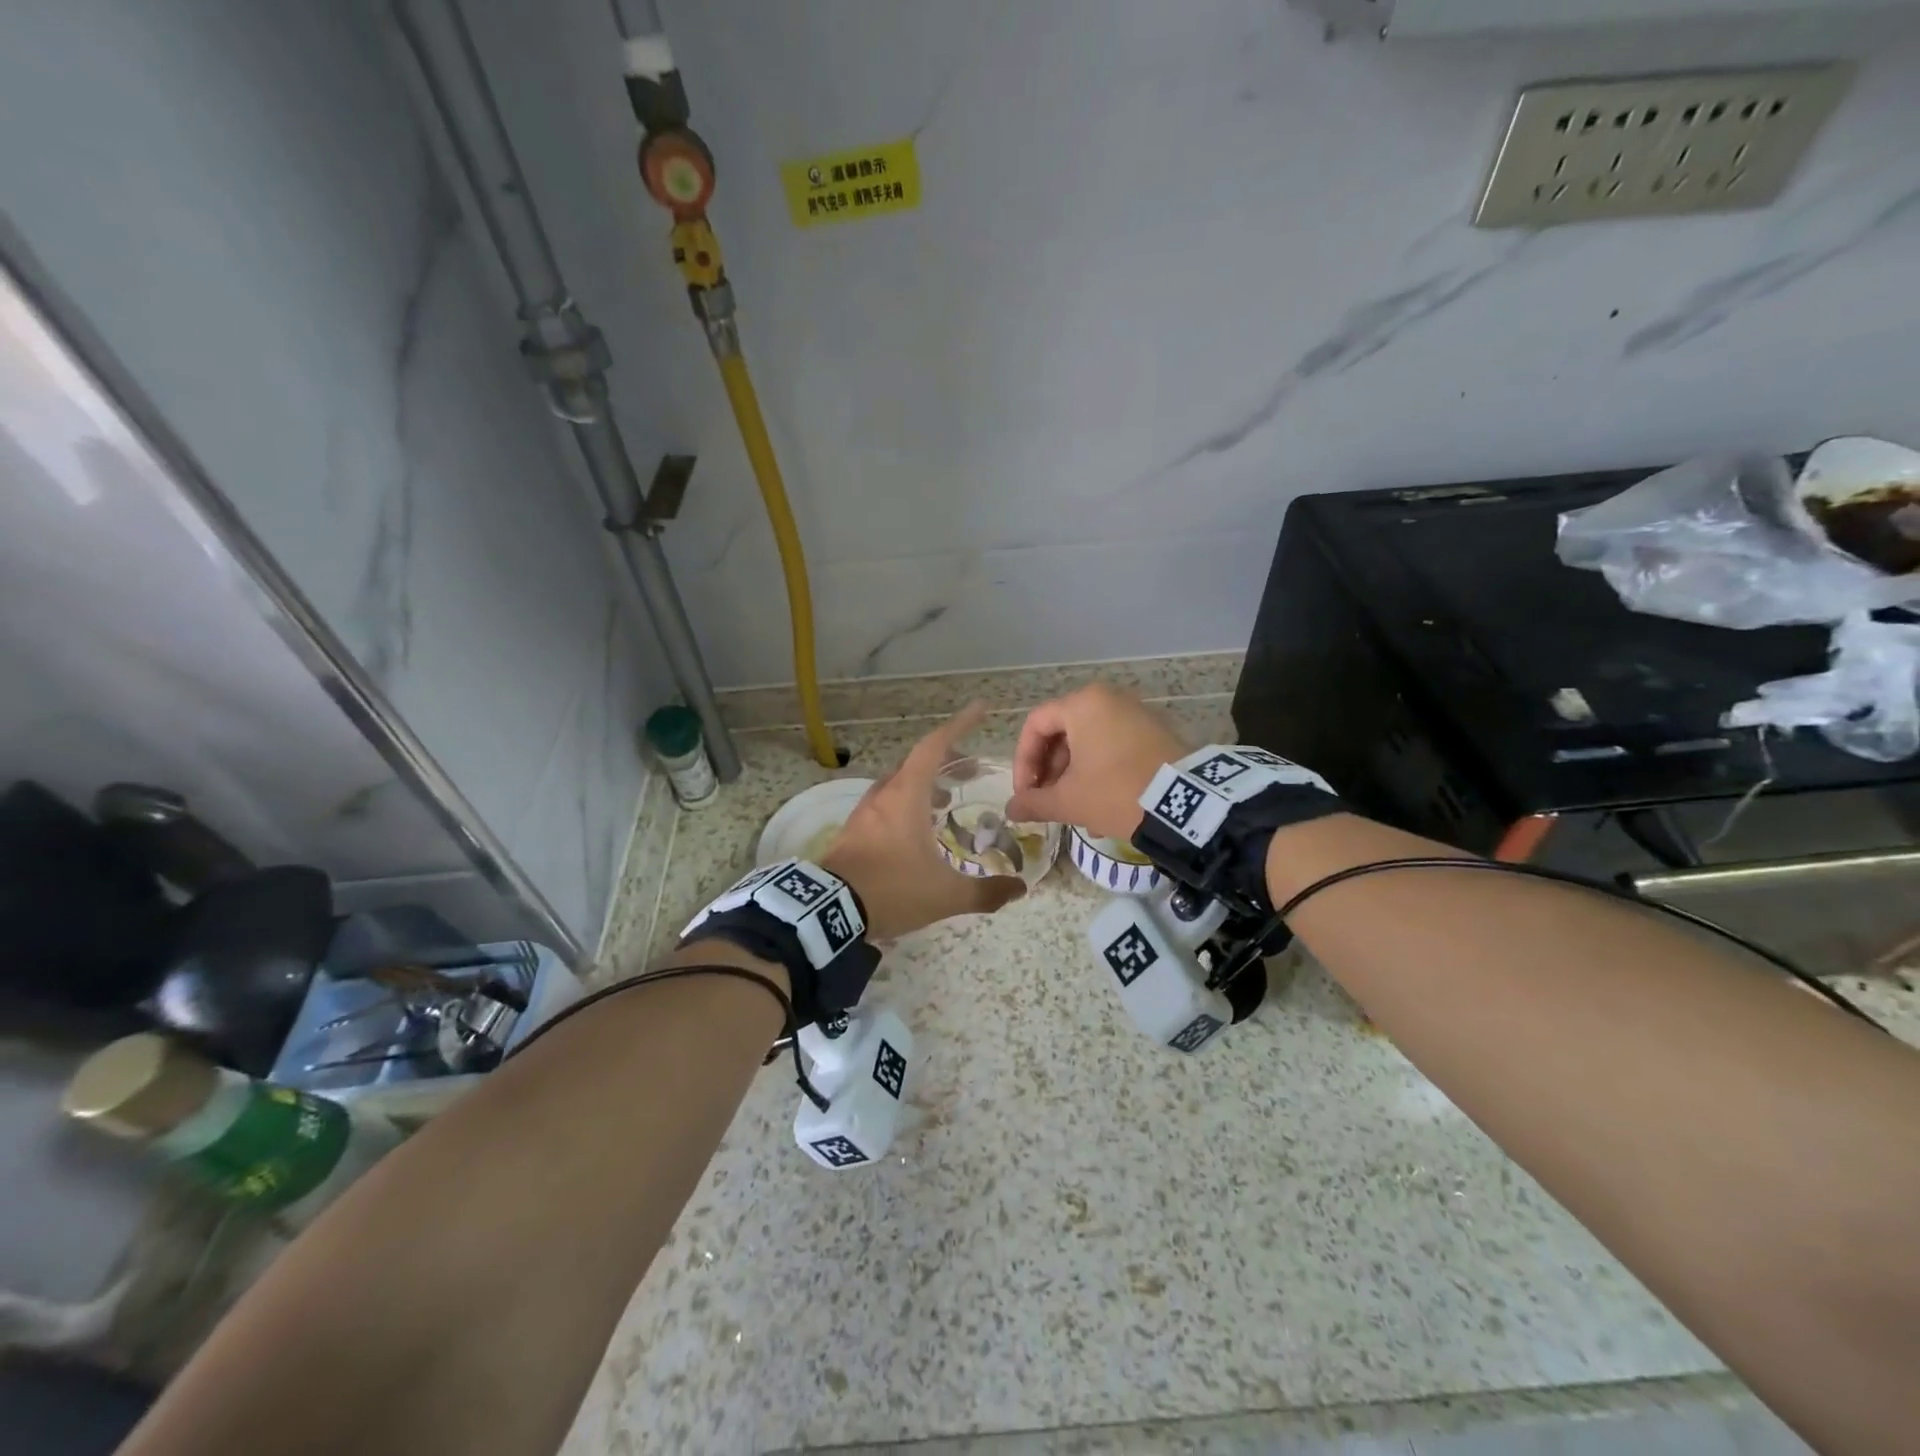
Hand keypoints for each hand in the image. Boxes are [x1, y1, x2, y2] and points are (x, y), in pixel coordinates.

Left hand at [821, 702, 1024, 940]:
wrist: (829, 913)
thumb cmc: (892, 890)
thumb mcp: (946, 895)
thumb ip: (985, 892)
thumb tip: (1018, 889)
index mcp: (906, 795)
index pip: (935, 746)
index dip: (959, 725)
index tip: (980, 709)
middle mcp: (883, 796)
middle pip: (917, 763)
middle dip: (946, 761)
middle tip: (970, 772)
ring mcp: (863, 814)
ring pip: (898, 784)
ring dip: (924, 785)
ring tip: (946, 803)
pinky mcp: (851, 833)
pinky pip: (884, 805)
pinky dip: (906, 805)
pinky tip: (915, 831)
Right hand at [1005, 683, 1189, 839]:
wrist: (1186, 803)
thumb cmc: (1116, 792)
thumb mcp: (1069, 801)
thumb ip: (1034, 803)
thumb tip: (1010, 810)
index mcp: (1083, 704)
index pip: (1035, 725)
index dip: (1023, 761)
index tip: (1025, 793)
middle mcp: (1109, 699)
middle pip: (1063, 733)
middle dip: (1050, 772)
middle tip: (1046, 802)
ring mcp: (1136, 714)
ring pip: (1089, 743)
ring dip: (1074, 777)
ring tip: (1073, 812)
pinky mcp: (1156, 733)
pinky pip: (1114, 748)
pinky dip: (1100, 773)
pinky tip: (1101, 810)